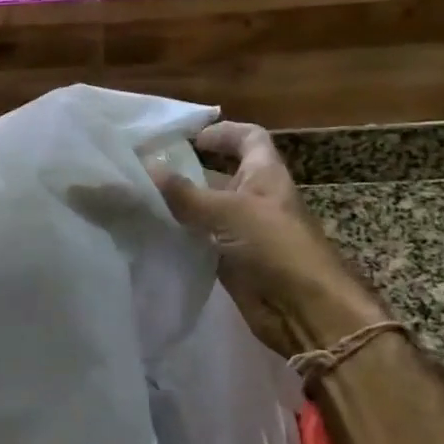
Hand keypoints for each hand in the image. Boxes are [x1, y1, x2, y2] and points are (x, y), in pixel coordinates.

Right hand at [156, 122, 381, 353]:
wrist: (304, 310)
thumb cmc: (275, 246)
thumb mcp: (228, 212)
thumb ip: (185, 193)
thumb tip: (146, 166)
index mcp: (265, 175)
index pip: (249, 138)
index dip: (223, 133)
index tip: (189, 138)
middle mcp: (254, 198)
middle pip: (221, 175)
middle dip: (188, 170)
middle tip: (147, 168)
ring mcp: (243, 231)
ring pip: (206, 209)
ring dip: (179, 204)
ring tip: (138, 197)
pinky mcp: (232, 260)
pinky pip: (201, 239)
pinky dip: (180, 235)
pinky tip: (150, 231)